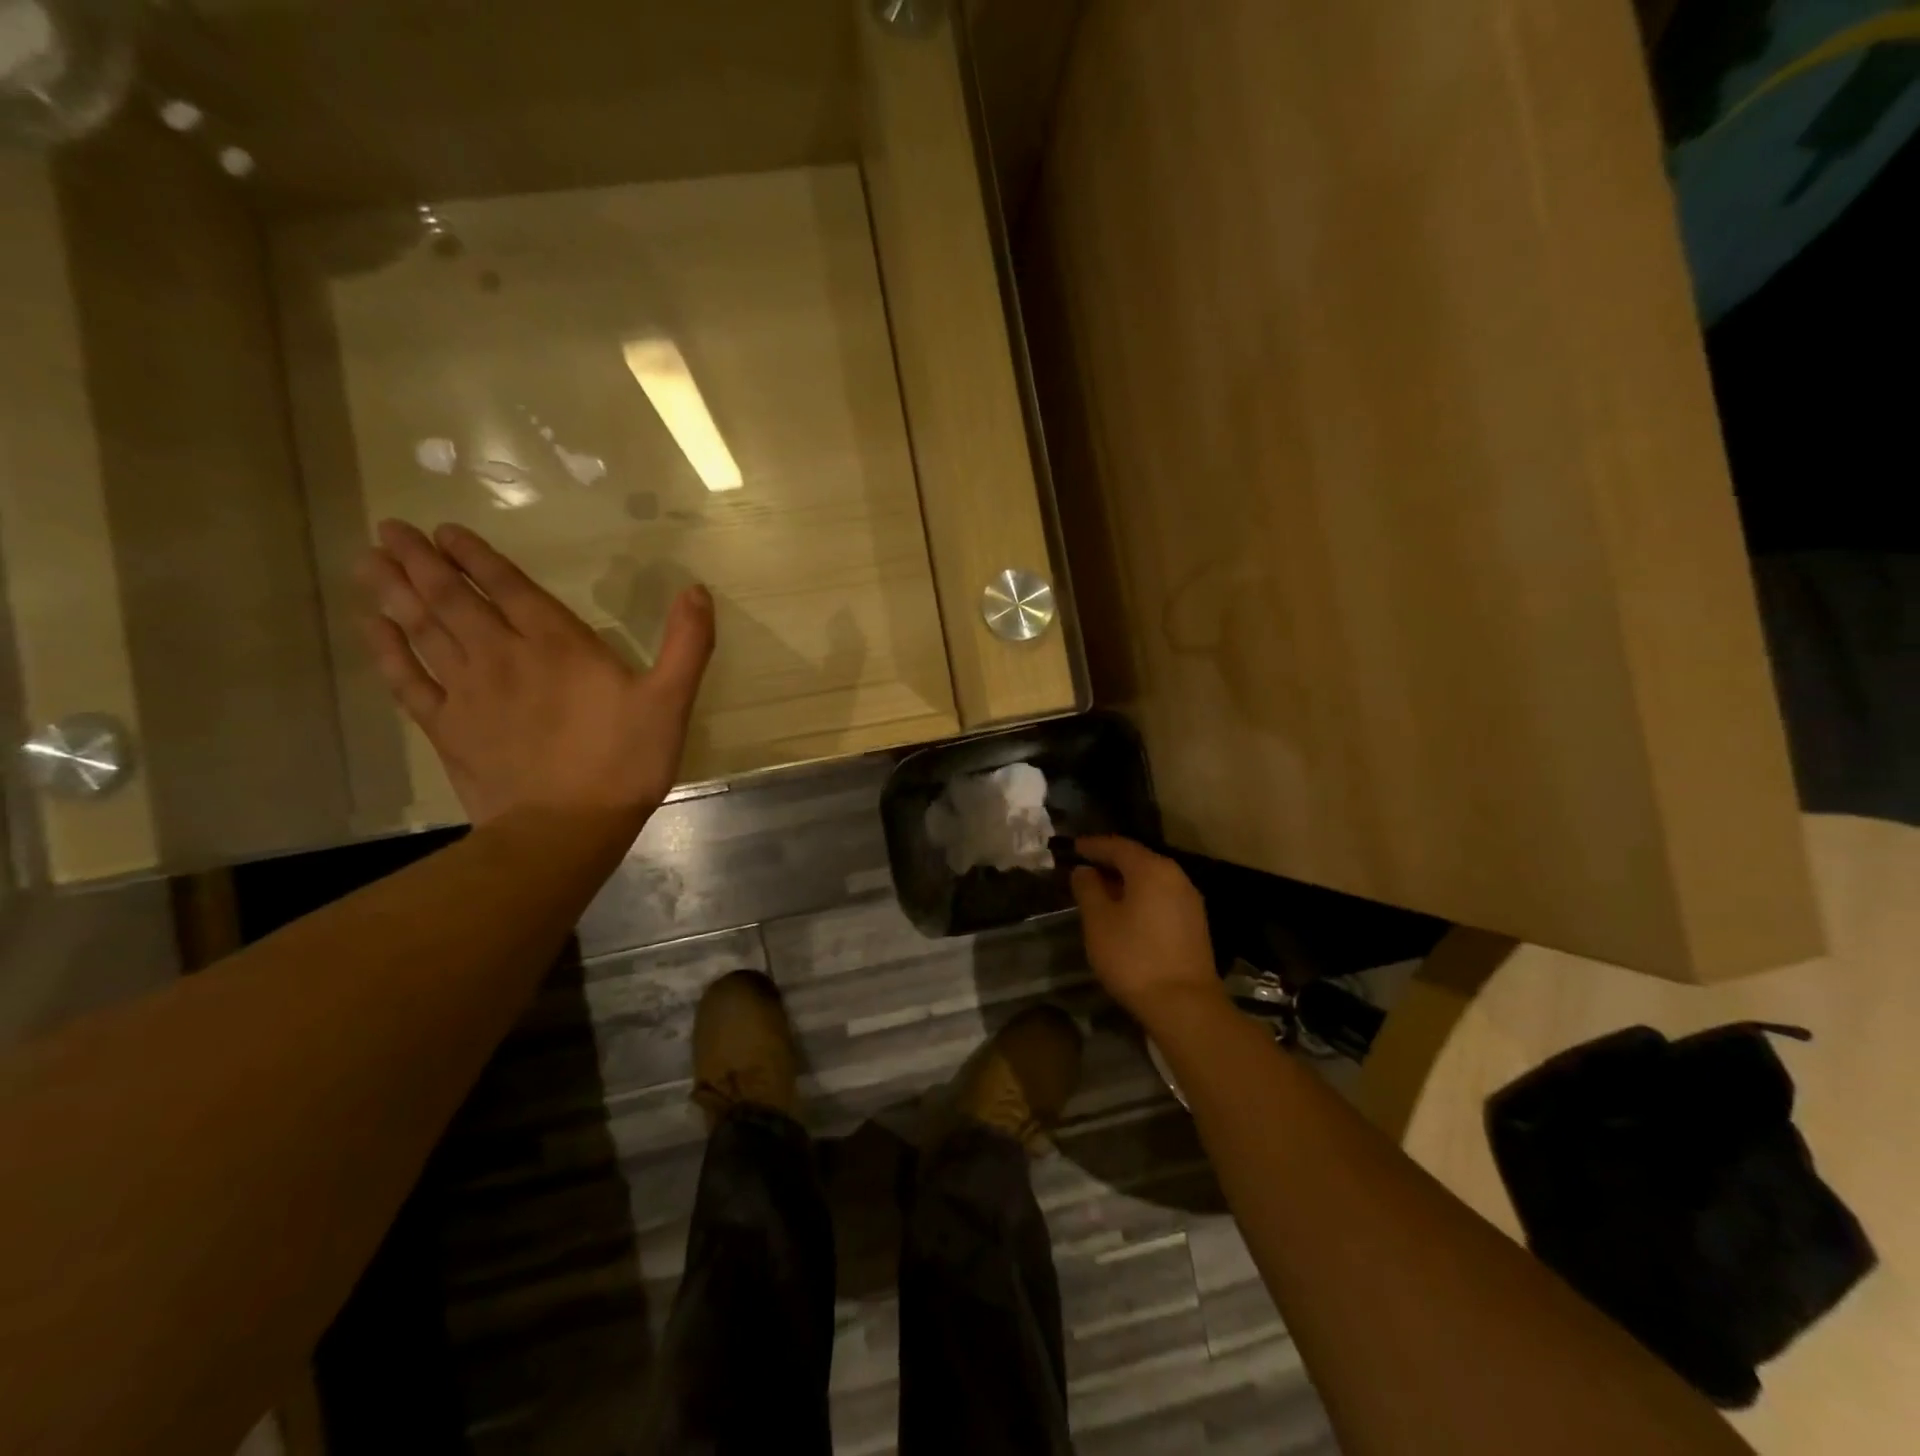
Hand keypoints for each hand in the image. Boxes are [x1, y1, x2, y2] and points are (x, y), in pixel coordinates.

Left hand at [358, 520, 713, 825]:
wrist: (565, 828)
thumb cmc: (624, 762)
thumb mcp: (670, 701)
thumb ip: (687, 643)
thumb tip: (698, 589)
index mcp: (557, 645)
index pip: (508, 587)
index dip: (475, 556)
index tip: (444, 530)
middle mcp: (502, 656)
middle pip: (452, 599)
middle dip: (420, 562)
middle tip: (388, 530)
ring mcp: (467, 692)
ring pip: (422, 630)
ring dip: (395, 593)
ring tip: (369, 561)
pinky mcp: (446, 728)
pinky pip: (407, 680)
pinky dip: (386, 651)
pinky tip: (372, 628)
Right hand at [1070, 837, 1225, 1026]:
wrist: (1184, 1004)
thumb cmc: (1133, 957)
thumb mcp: (1098, 921)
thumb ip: (1088, 889)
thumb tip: (1084, 871)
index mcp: (1151, 869)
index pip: (1118, 846)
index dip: (1093, 845)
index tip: (1074, 847)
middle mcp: (1175, 876)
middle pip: (1138, 859)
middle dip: (1110, 862)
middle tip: (1085, 868)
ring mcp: (1189, 900)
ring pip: (1151, 879)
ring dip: (1126, 881)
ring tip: (1101, 891)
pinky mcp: (1195, 923)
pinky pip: (1162, 896)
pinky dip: (1141, 896)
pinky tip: (1126, 912)